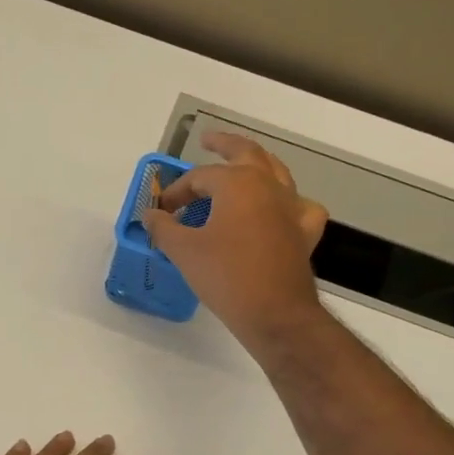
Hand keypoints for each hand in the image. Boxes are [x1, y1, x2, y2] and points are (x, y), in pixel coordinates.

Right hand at [141, 131, 329, 354]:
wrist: (275, 314)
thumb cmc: (225, 277)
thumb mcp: (184, 251)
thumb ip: (163, 228)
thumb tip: (150, 215)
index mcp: (237, 183)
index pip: (199, 177)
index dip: (177, 191)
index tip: (162, 211)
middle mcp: (268, 185)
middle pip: (245, 153)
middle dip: (224, 145)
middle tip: (208, 140)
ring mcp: (291, 206)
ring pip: (276, 172)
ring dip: (256, 164)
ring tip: (243, 165)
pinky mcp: (304, 231)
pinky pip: (299, 205)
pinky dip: (288, 202)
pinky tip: (280, 210)